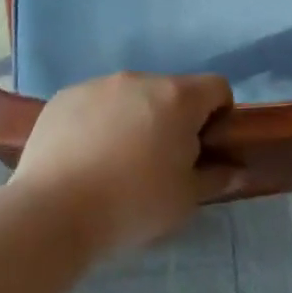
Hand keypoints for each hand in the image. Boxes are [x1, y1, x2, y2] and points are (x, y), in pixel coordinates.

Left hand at [11, 72, 234, 251]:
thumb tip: (237, 170)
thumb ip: (217, 178)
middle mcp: (139, 79)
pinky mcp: (63, 98)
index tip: (205, 147)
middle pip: (171, 91)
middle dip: (174, 118)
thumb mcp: (186, 199)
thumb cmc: (134, 204)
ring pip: (130, 96)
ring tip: (117, 161)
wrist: (53, 213)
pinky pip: (95, 103)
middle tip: (161, 161)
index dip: (219, 115)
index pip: (217, 87)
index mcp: (177, 98)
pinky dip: (99, 122)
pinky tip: (85, 157)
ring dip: (135, 118)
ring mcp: (97, 85)